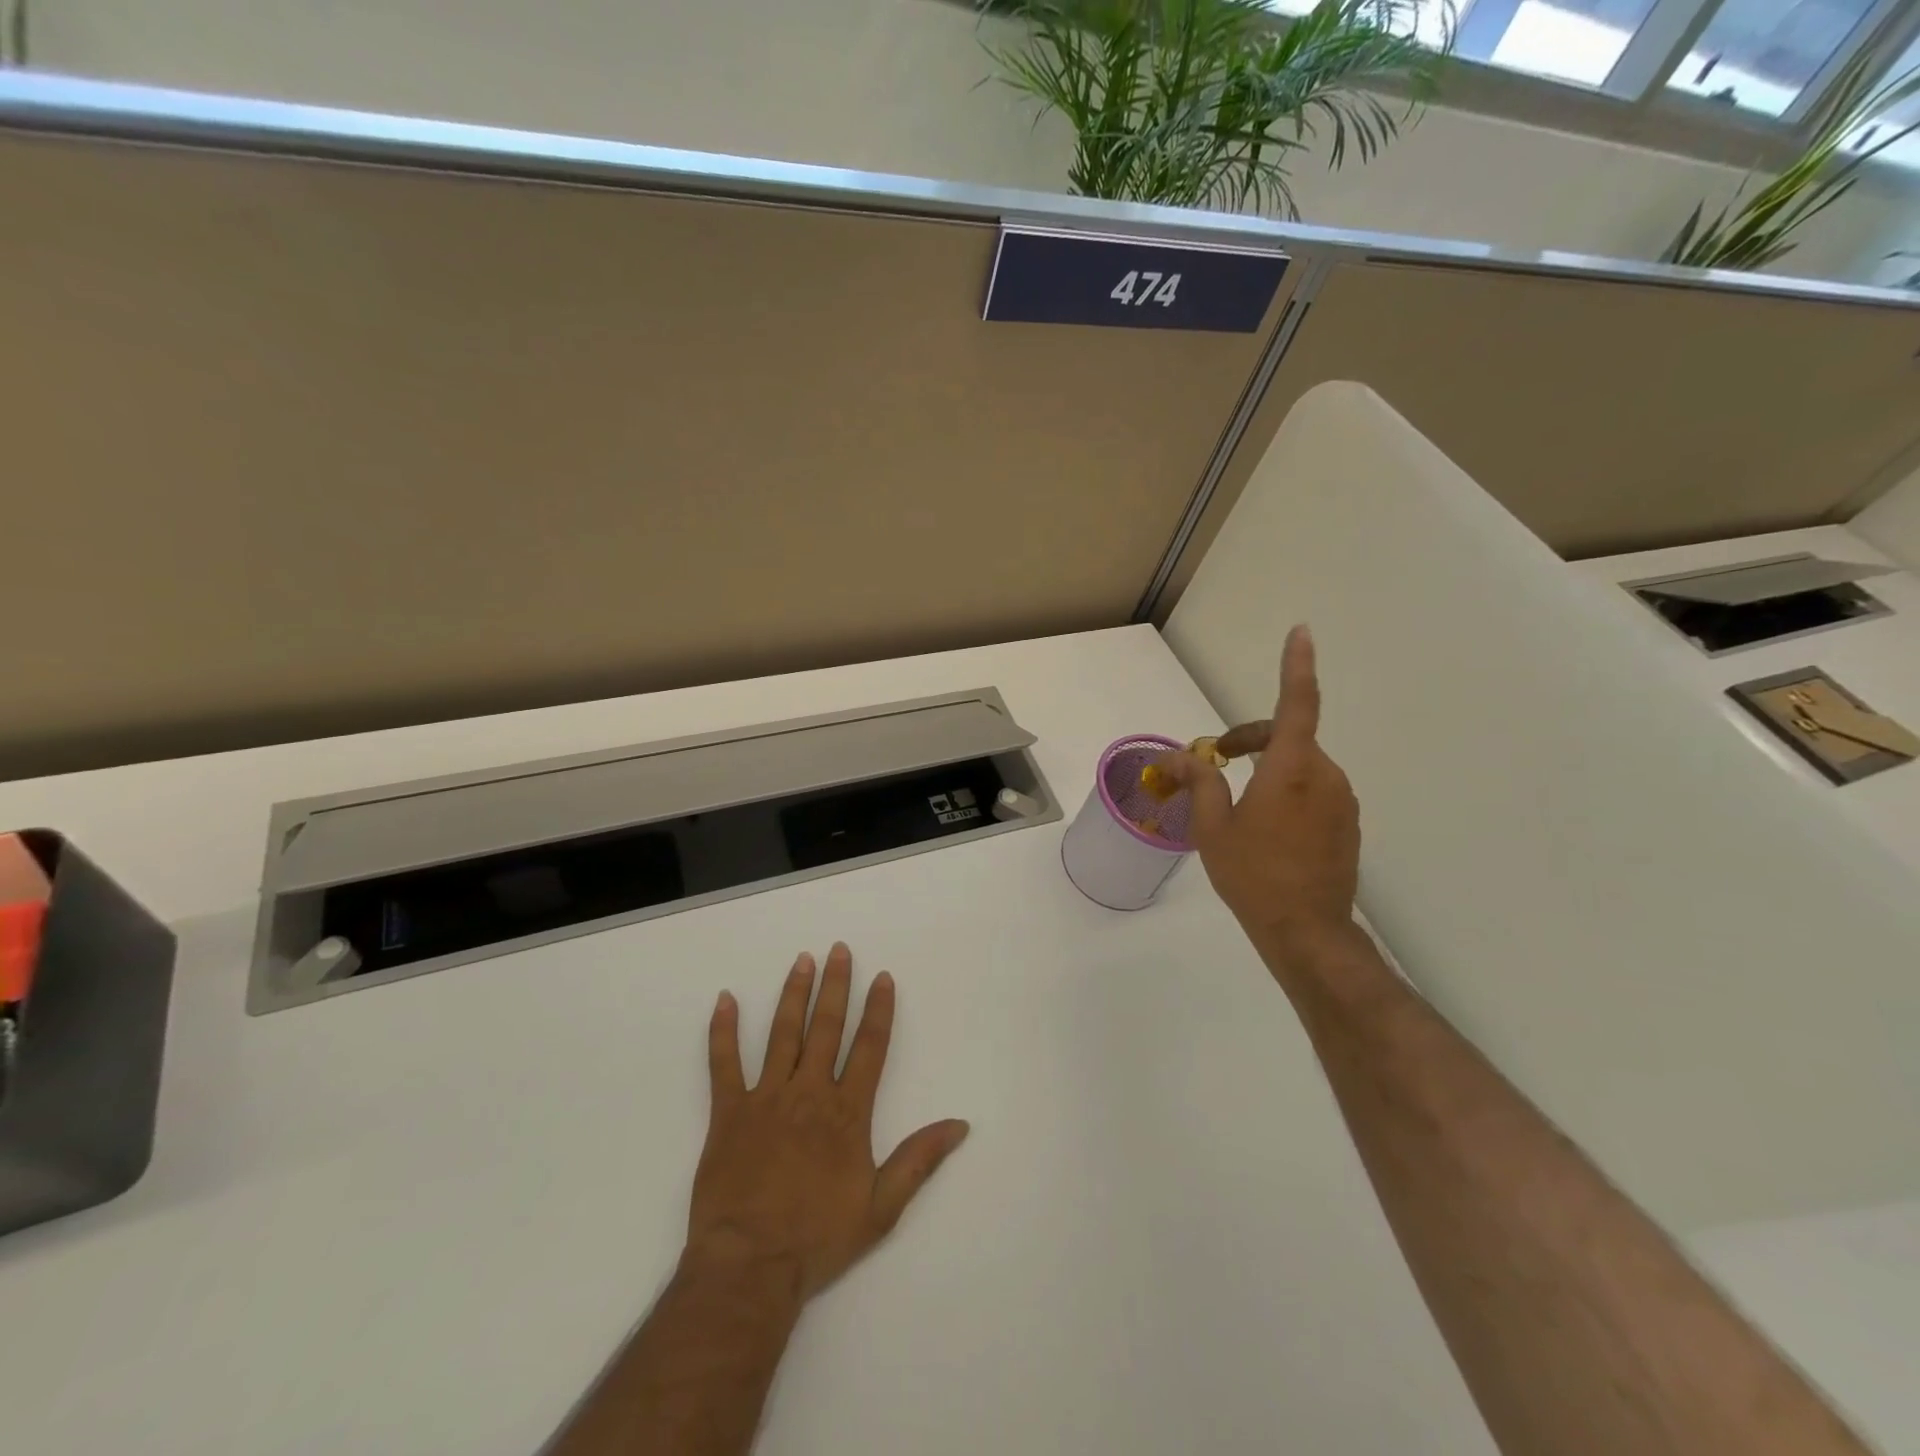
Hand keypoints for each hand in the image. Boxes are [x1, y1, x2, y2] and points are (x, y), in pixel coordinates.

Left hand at [686, 944, 969, 1301]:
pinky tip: (724, 999)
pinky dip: (723, 1030)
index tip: (882, 977)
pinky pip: (724, 1063)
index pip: (869, 1047)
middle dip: (835, 986)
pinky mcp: (728, 1112)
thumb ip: (919, 1160)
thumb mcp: (882, 1207)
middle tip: (839, 950)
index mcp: (847, 1112)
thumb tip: (960, 1125)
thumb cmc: (818, 1237)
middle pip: (826, 1028)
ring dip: (793, 994)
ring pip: (783, 1034)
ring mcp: (766, 1097)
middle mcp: (809, 1092)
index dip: (878, 1010)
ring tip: (802, 961)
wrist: (750, 1267)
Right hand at [1157, 625, 1360, 961]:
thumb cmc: (1253, 875)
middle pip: (1289, 737)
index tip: (1301, 632)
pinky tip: (1265, 825)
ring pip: (1301, 765)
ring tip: (1235, 802)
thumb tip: (1182, 756)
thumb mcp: (1213, 828)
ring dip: (1268, 767)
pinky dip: (1287, 790)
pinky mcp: (1347, 823)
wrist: (1307, 931)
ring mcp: (1341, 801)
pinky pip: (1314, 790)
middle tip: (1215, 761)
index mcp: (1292, 770)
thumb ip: (1201, 782)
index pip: (1298, 704)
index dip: (1297, 665)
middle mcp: (1324, 776)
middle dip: (1250, 739)